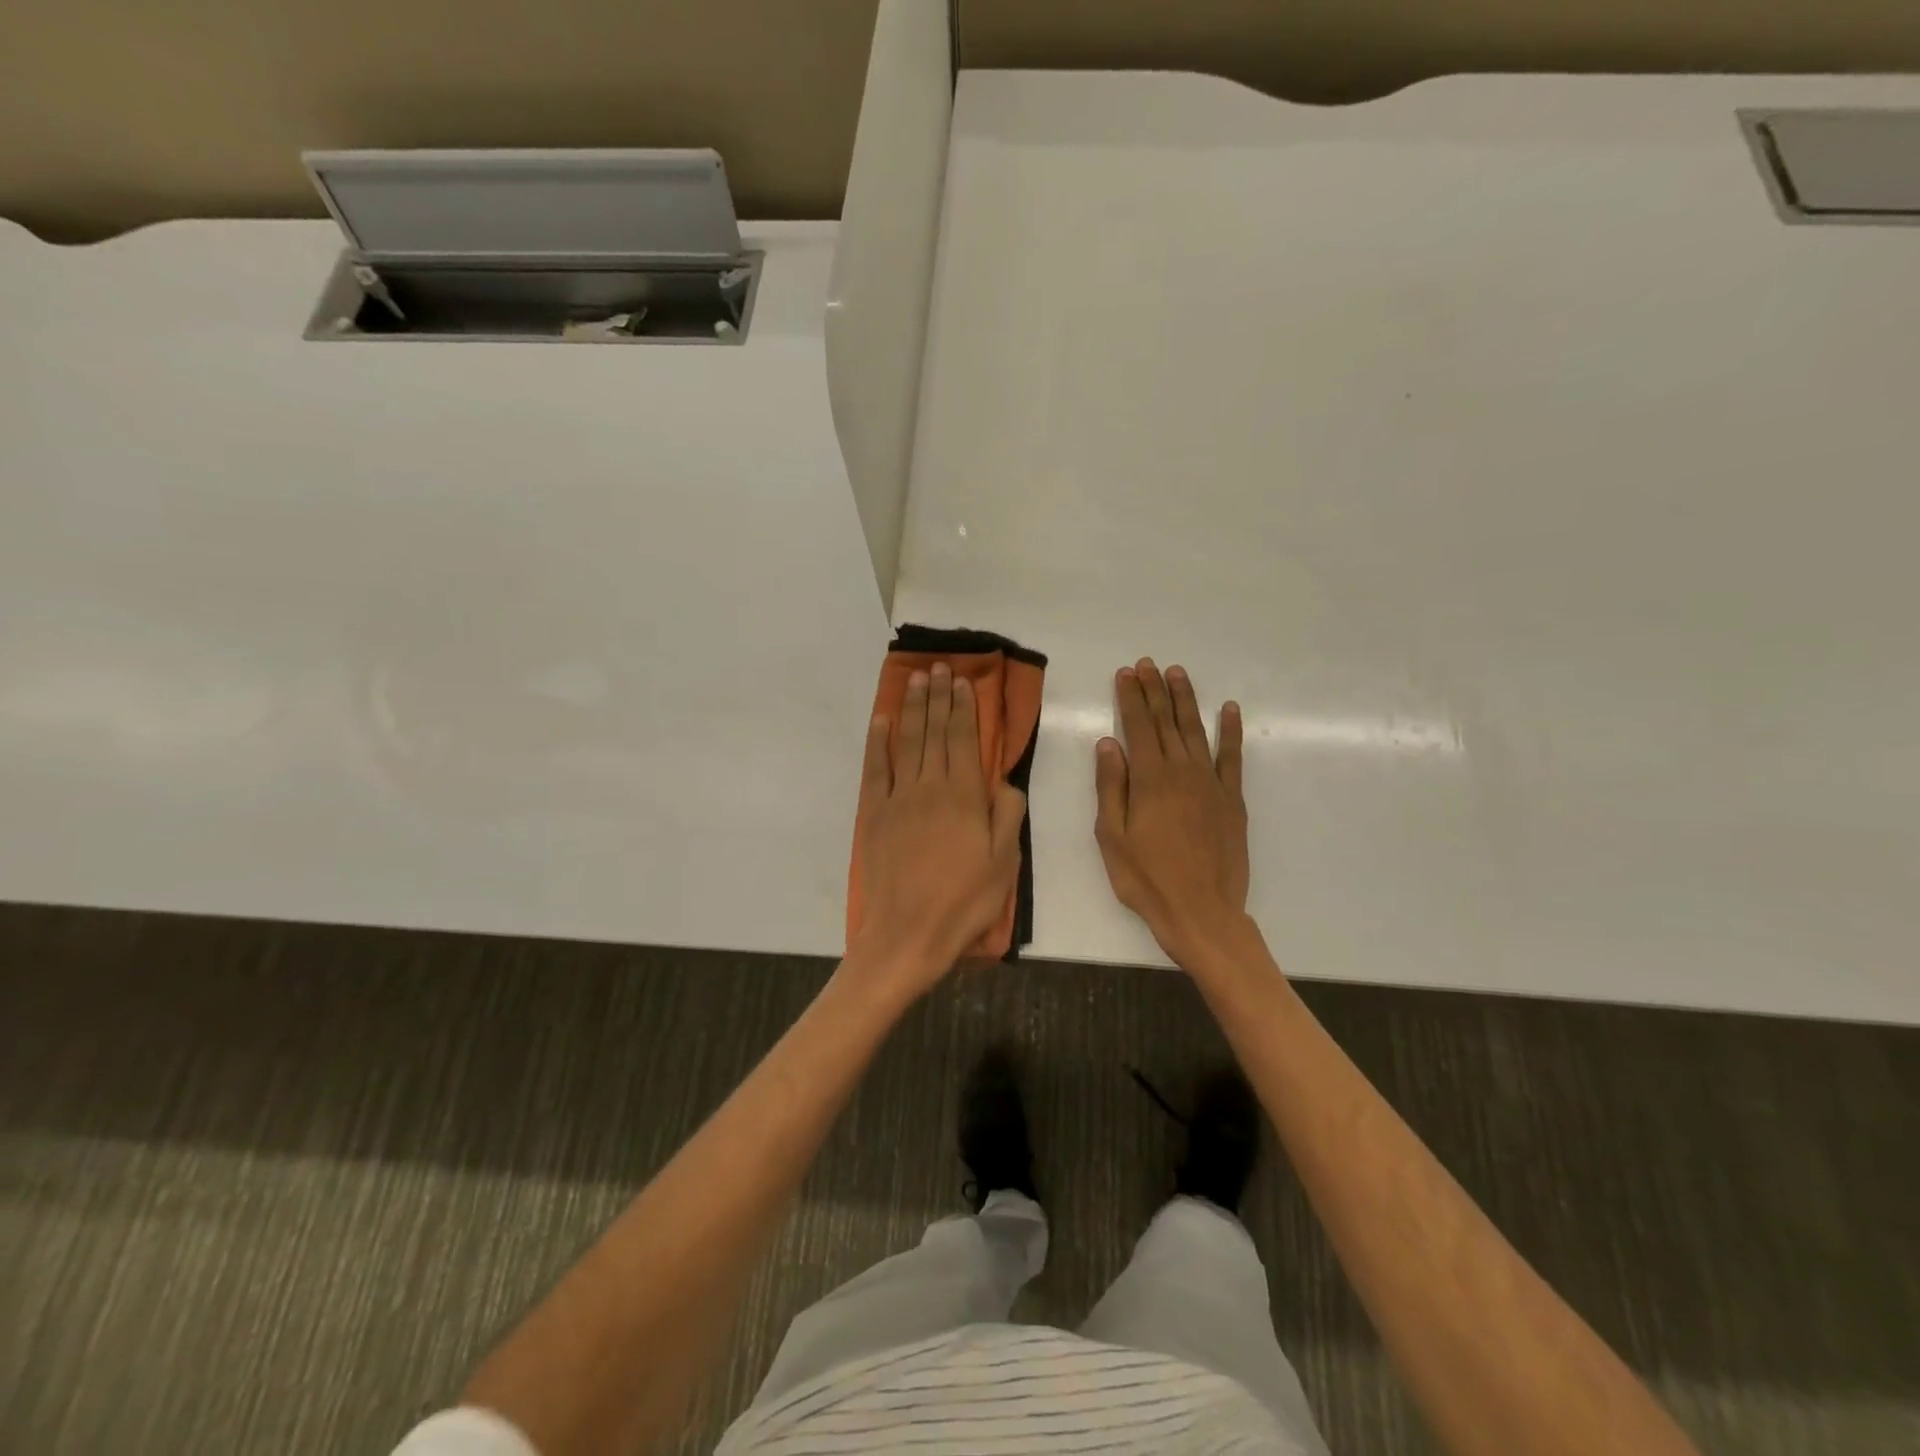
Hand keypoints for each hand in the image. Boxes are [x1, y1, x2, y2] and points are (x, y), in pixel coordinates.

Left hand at [852, 664, 1027, 996]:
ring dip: (911, 708)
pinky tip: (881, 720)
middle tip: (937, 667)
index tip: (961, 681)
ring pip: (906, 742)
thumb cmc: (964, 902)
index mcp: (964, 797)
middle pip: (933, 732)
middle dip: (937, 697)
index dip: (963, 708)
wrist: (908, 934)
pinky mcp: (874, 814)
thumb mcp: (1004, 863)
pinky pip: (875, 769)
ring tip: (915, 680)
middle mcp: (929, 787)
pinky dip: (877, 741)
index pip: (963, 740)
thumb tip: (1003, 780)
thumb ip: (1007, 815)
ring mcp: (898, 798)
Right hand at [1095, 659, 1250, 968]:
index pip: (1137, 726)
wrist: (1202, 911)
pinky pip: (1232, 758)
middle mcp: (1181, 771)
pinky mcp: (1232, 800)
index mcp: (1149, 779)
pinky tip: (1229, 709)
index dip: (1130, 697)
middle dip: (1154, 690)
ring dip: (1186, 700)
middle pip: (1165, 721)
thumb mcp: (1112, 836)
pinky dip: (1230, 731)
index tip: (1126, 673)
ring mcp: (1211, 783)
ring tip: (1177, 673)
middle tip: (1147, 664)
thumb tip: (1107, 743)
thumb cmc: (1146, 878)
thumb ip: (1111, 787)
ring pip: (1195, 731)